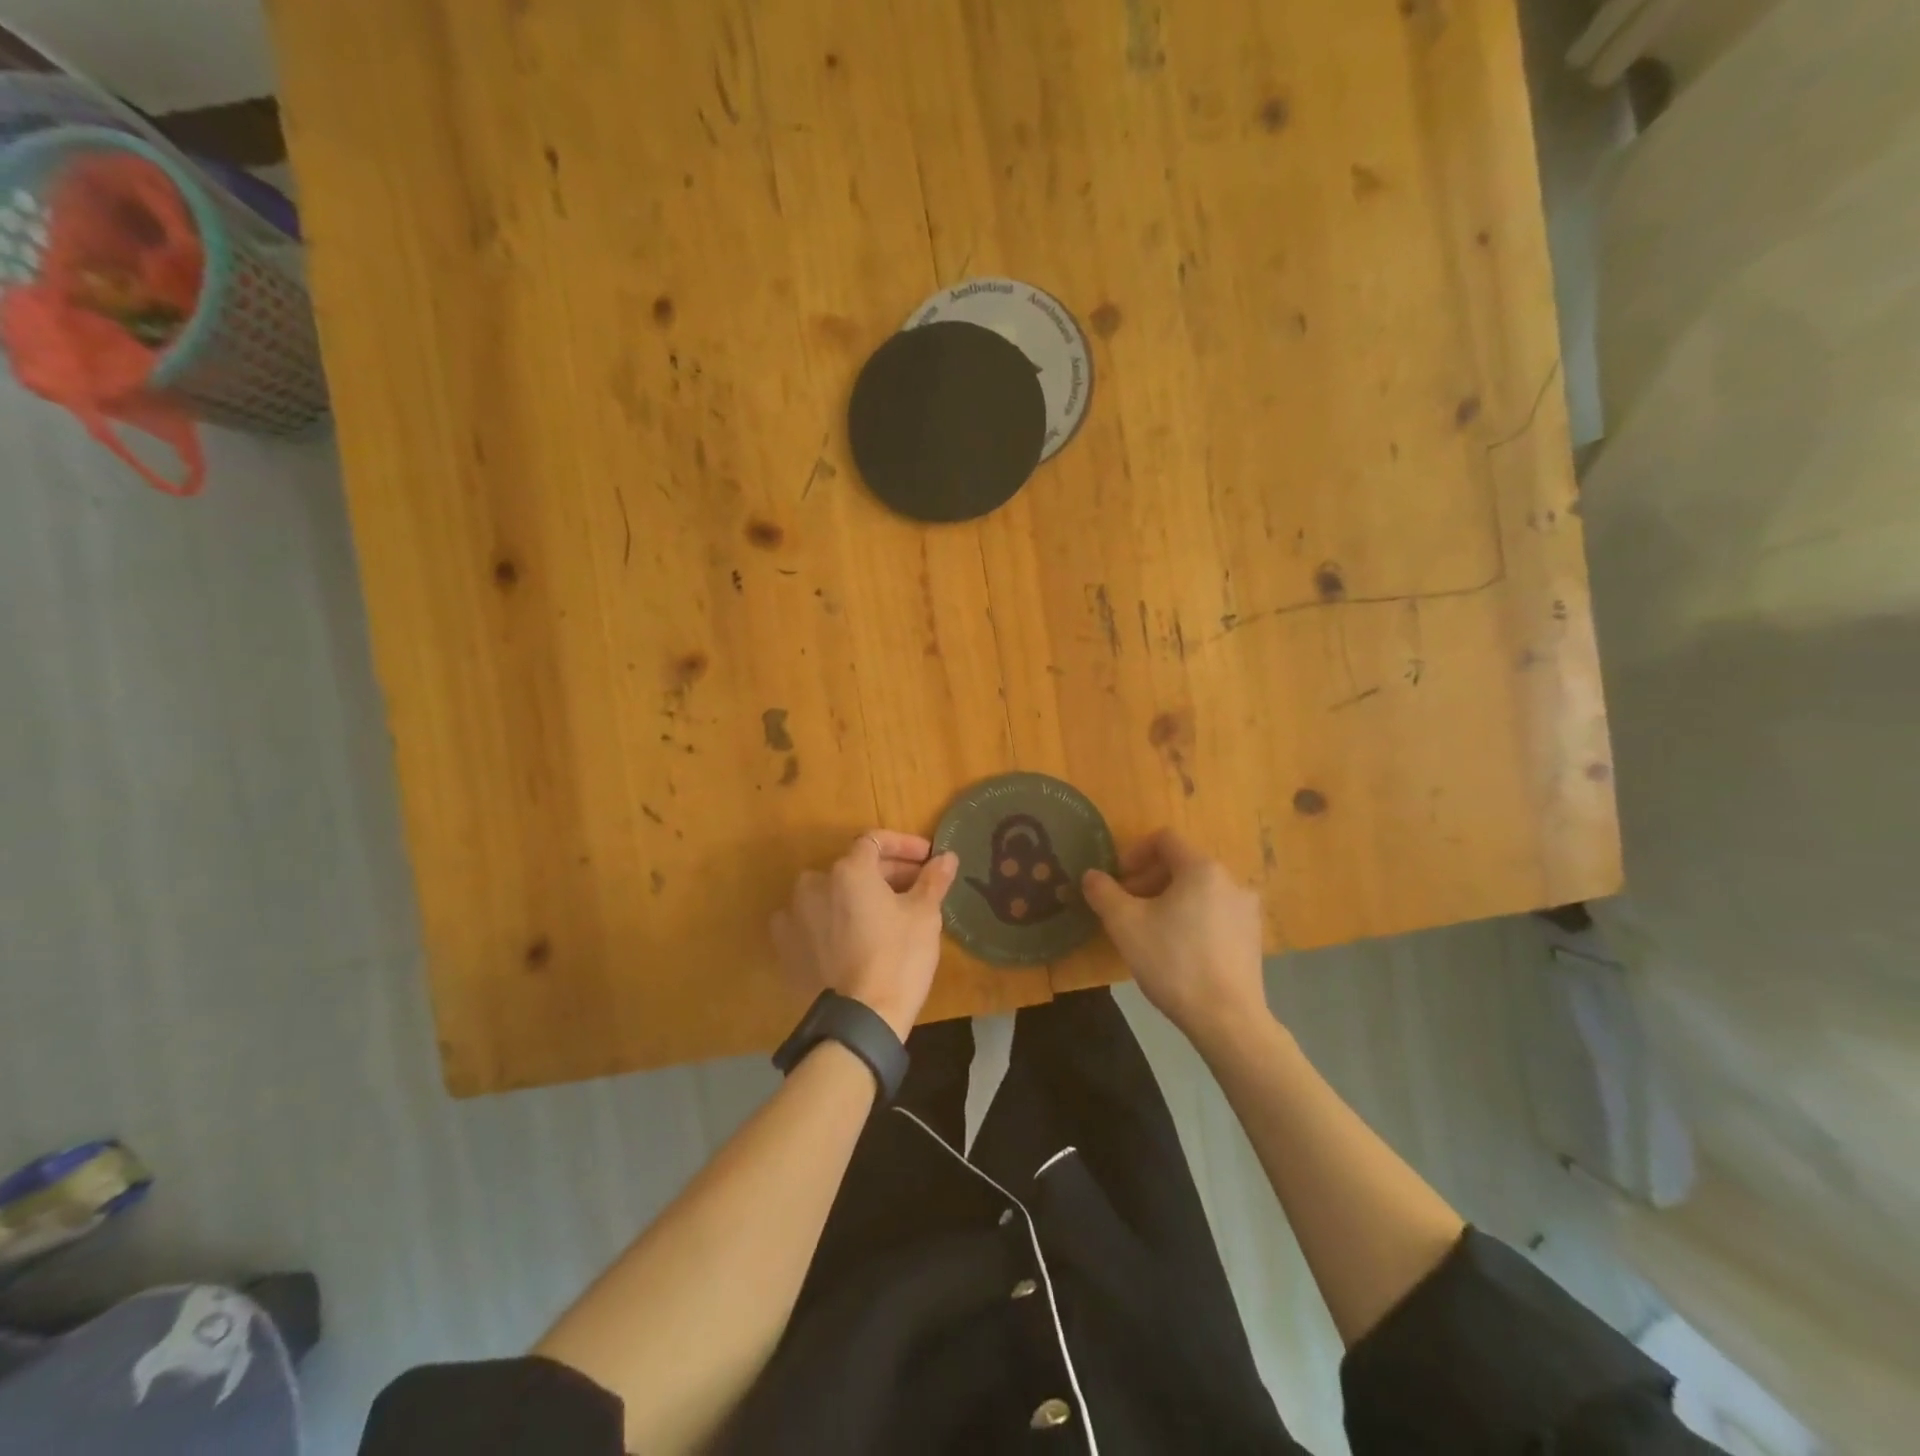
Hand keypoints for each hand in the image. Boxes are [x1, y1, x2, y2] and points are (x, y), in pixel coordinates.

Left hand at [772, 831, 959, 1039]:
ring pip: (831, 893)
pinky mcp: (785, 946)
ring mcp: (793, 915)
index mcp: (849, 870)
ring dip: (856, 896)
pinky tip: (851, 937)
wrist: (861, 1018)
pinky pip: (811, 921)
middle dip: (886, 873)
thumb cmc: (899, 957)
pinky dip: (831, 921)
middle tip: (915, 889)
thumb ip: (933, 880)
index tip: (927, 859)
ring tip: (883, 915)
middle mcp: (814, 883)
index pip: (876, 841)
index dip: (904, 845)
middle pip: (854, 867)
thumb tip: (947, 857)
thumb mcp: (924, 915)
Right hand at [1081, 829, 1266, 1049]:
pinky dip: (1191, 918)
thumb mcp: (1125, 925)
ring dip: (1169, 900)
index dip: (1134, 852)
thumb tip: (1092, 875)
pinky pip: (1214, 913)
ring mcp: (1246, 911)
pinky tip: (1177, 951)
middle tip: (1126, 907)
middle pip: (1182, 865)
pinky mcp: (1253, 938)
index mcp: (1202, 869)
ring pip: (1198, 891)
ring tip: (1148, 930)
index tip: (1117, 879)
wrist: (1227, 1019)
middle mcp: (1231, 881)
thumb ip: (1104, 892)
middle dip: (1148, 879)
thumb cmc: (1173, 962)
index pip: (1165, 840)